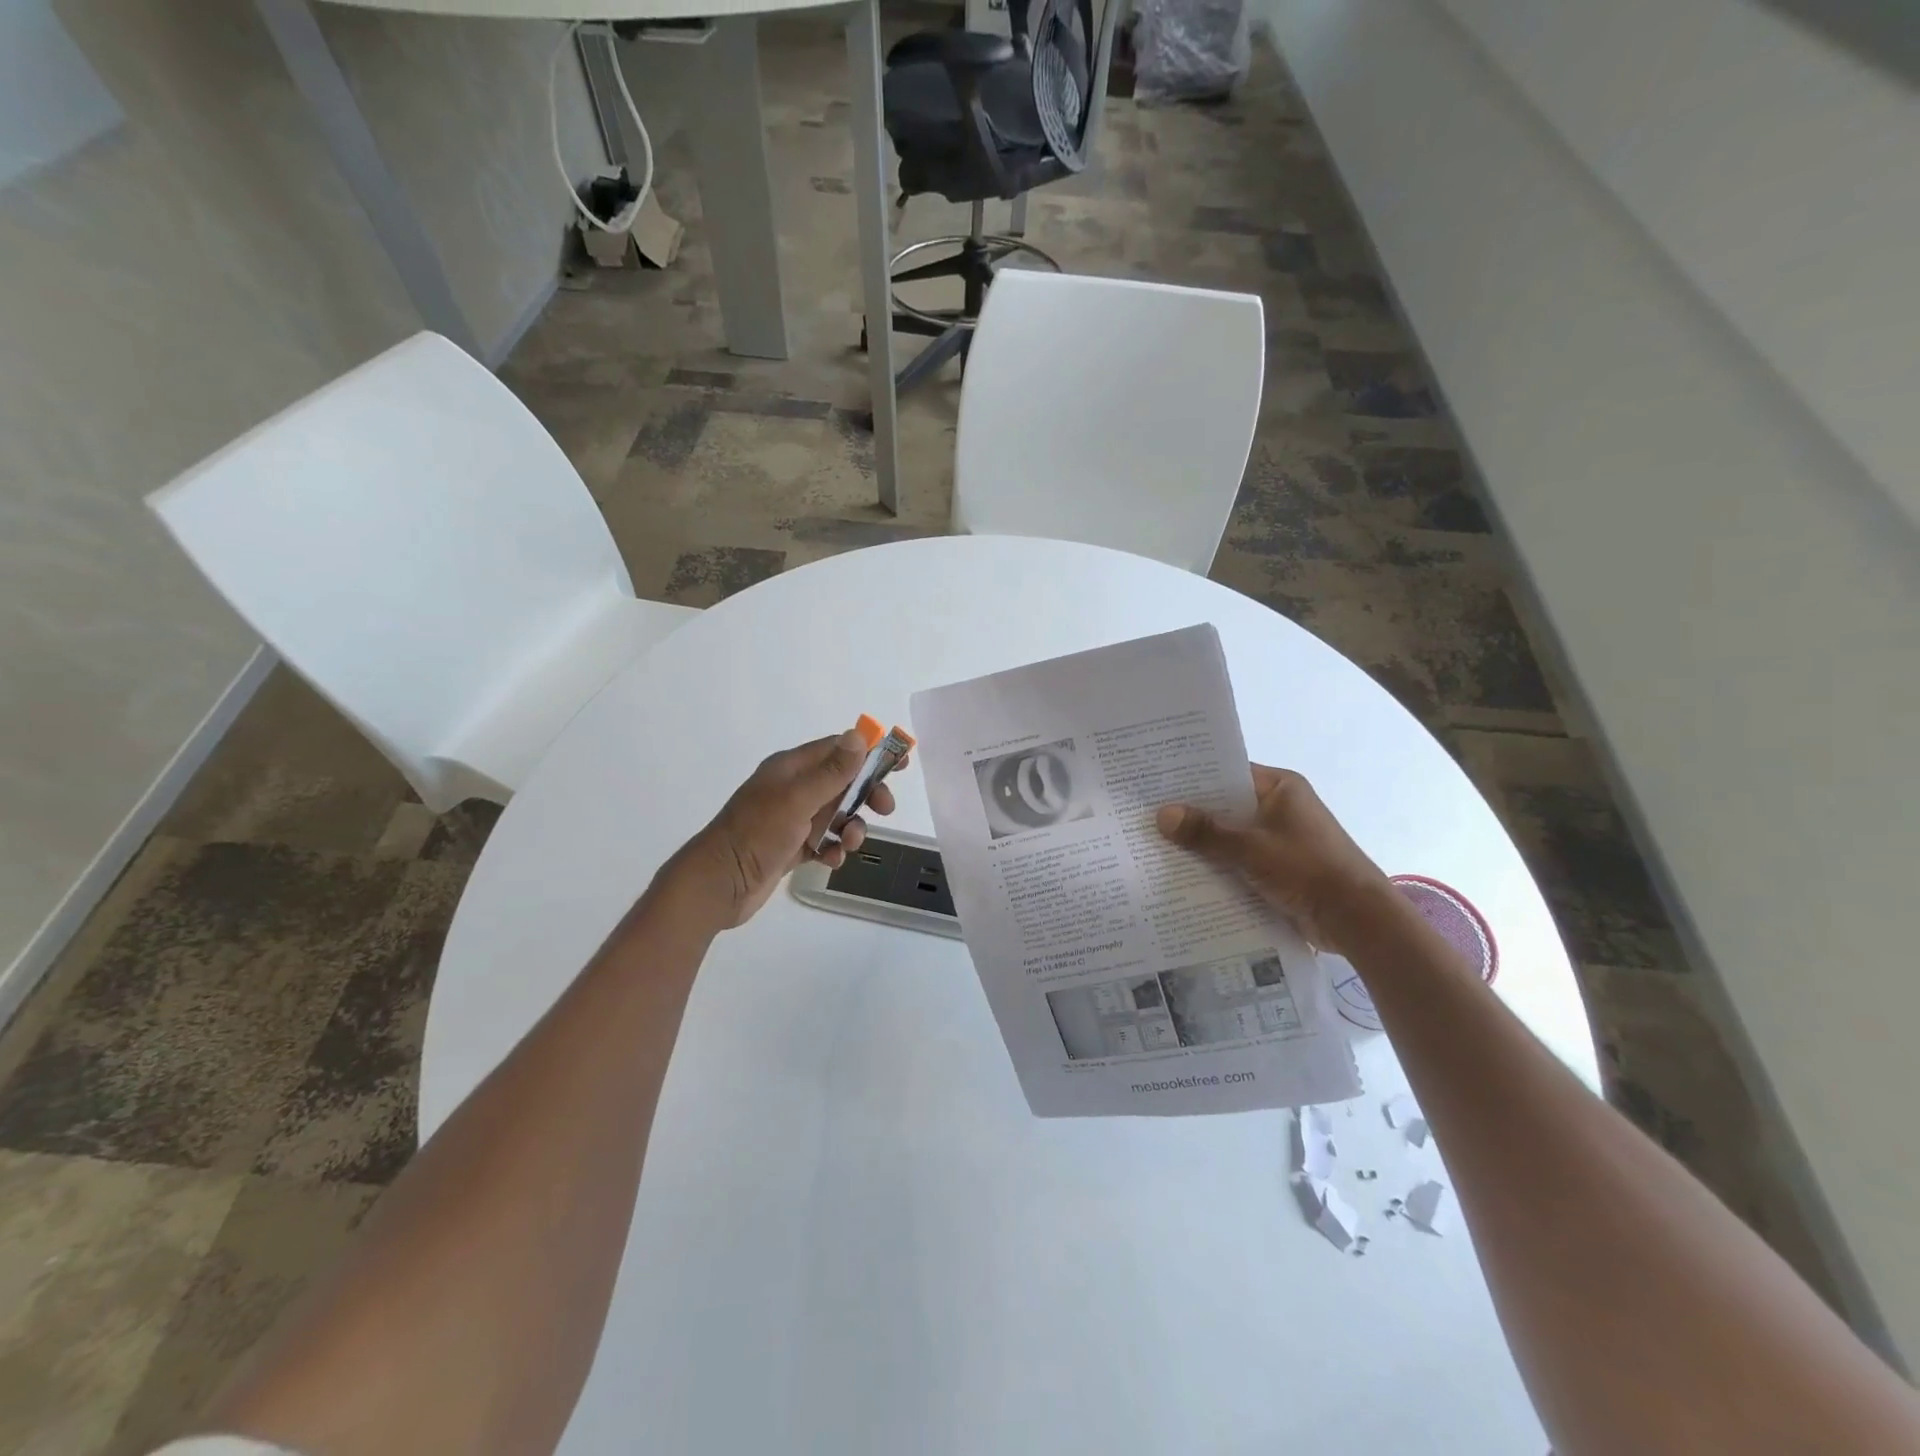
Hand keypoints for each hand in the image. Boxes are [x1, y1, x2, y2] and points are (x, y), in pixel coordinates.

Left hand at [661, 729, 899, 929]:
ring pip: (837, 814)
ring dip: (851, 827)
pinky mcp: (791, 847)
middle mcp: (792, 788)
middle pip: (843, 782)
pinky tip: (830, 860)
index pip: (838, 749)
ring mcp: (791, 819)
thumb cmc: (756, 834)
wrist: (718, 884)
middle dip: (866, 795)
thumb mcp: (798, 799)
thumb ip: (832, 771)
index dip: (870, 753)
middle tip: (885, 810)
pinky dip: (833, 848)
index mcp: (791, 768)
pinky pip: (824, 841)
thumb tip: (859, 736)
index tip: (900, 763)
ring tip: (847, 844)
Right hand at [1155, 765, 1392, 952]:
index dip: (1192, 777)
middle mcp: (1279, 807)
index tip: (1155, 782)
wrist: (1356, 919)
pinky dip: (1217, 864)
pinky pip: (1238, 859)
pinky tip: (1182, 872)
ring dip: (1202, 842)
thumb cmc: (1307, 868)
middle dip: (1191, 813)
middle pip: (1226, 805)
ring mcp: (1279, 838)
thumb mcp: (1250, 847)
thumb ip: (1205, 832)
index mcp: (1280, 787)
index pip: (1227, 772)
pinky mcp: (1277, 867)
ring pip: (1230, 834)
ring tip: (1154, 843)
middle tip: (1145, 814)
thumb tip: (1162, 814)